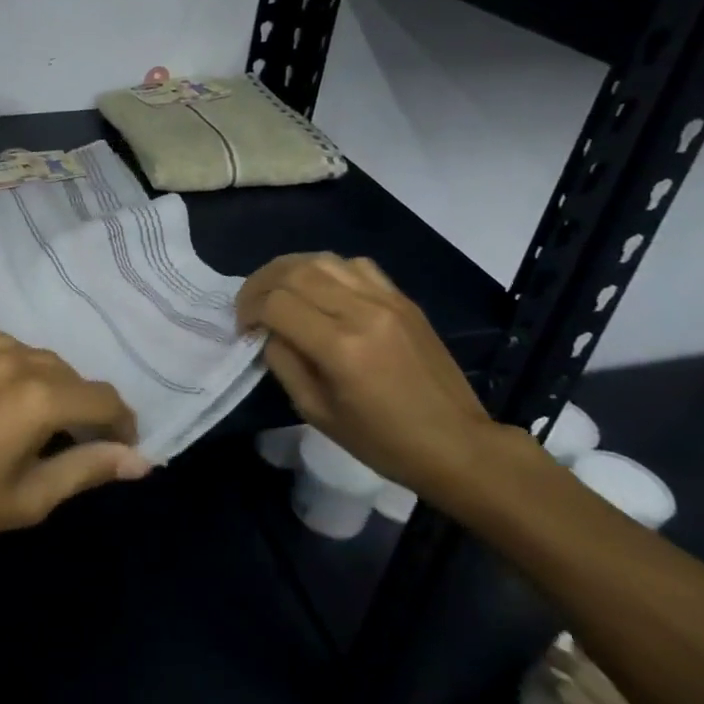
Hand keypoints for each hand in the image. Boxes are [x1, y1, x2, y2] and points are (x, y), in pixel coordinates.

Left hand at [0, 334, 146, 561]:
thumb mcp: (31, 497)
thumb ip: (89, 469)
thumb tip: (142, 461)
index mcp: (41, 397)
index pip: (105, 399)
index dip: (123, 425)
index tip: (121, 451)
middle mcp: (19, 360)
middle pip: (76, 378)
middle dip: (88, 410)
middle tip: (80, 448)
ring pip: (45, 361)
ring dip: (57, 389)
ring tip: (44, 428)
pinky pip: (12, 353)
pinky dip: (25, 374)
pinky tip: (9, 405)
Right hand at [236, 252, 500, 494]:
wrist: (458, 444)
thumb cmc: (382, 441)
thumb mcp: (316, 412)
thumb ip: (284, 363)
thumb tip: (267, 331)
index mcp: (340, 348)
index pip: (276, 303)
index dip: (248, 310)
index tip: (244, 329)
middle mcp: (362, 312)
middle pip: (293, 271)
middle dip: (260, 283)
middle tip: (249, 305)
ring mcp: (386, 300)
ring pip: (322, 260)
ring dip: (288, 270)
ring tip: (276, 290)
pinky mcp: (402, 299)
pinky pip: (355, 265)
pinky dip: (325, 268)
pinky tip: (318, 288)